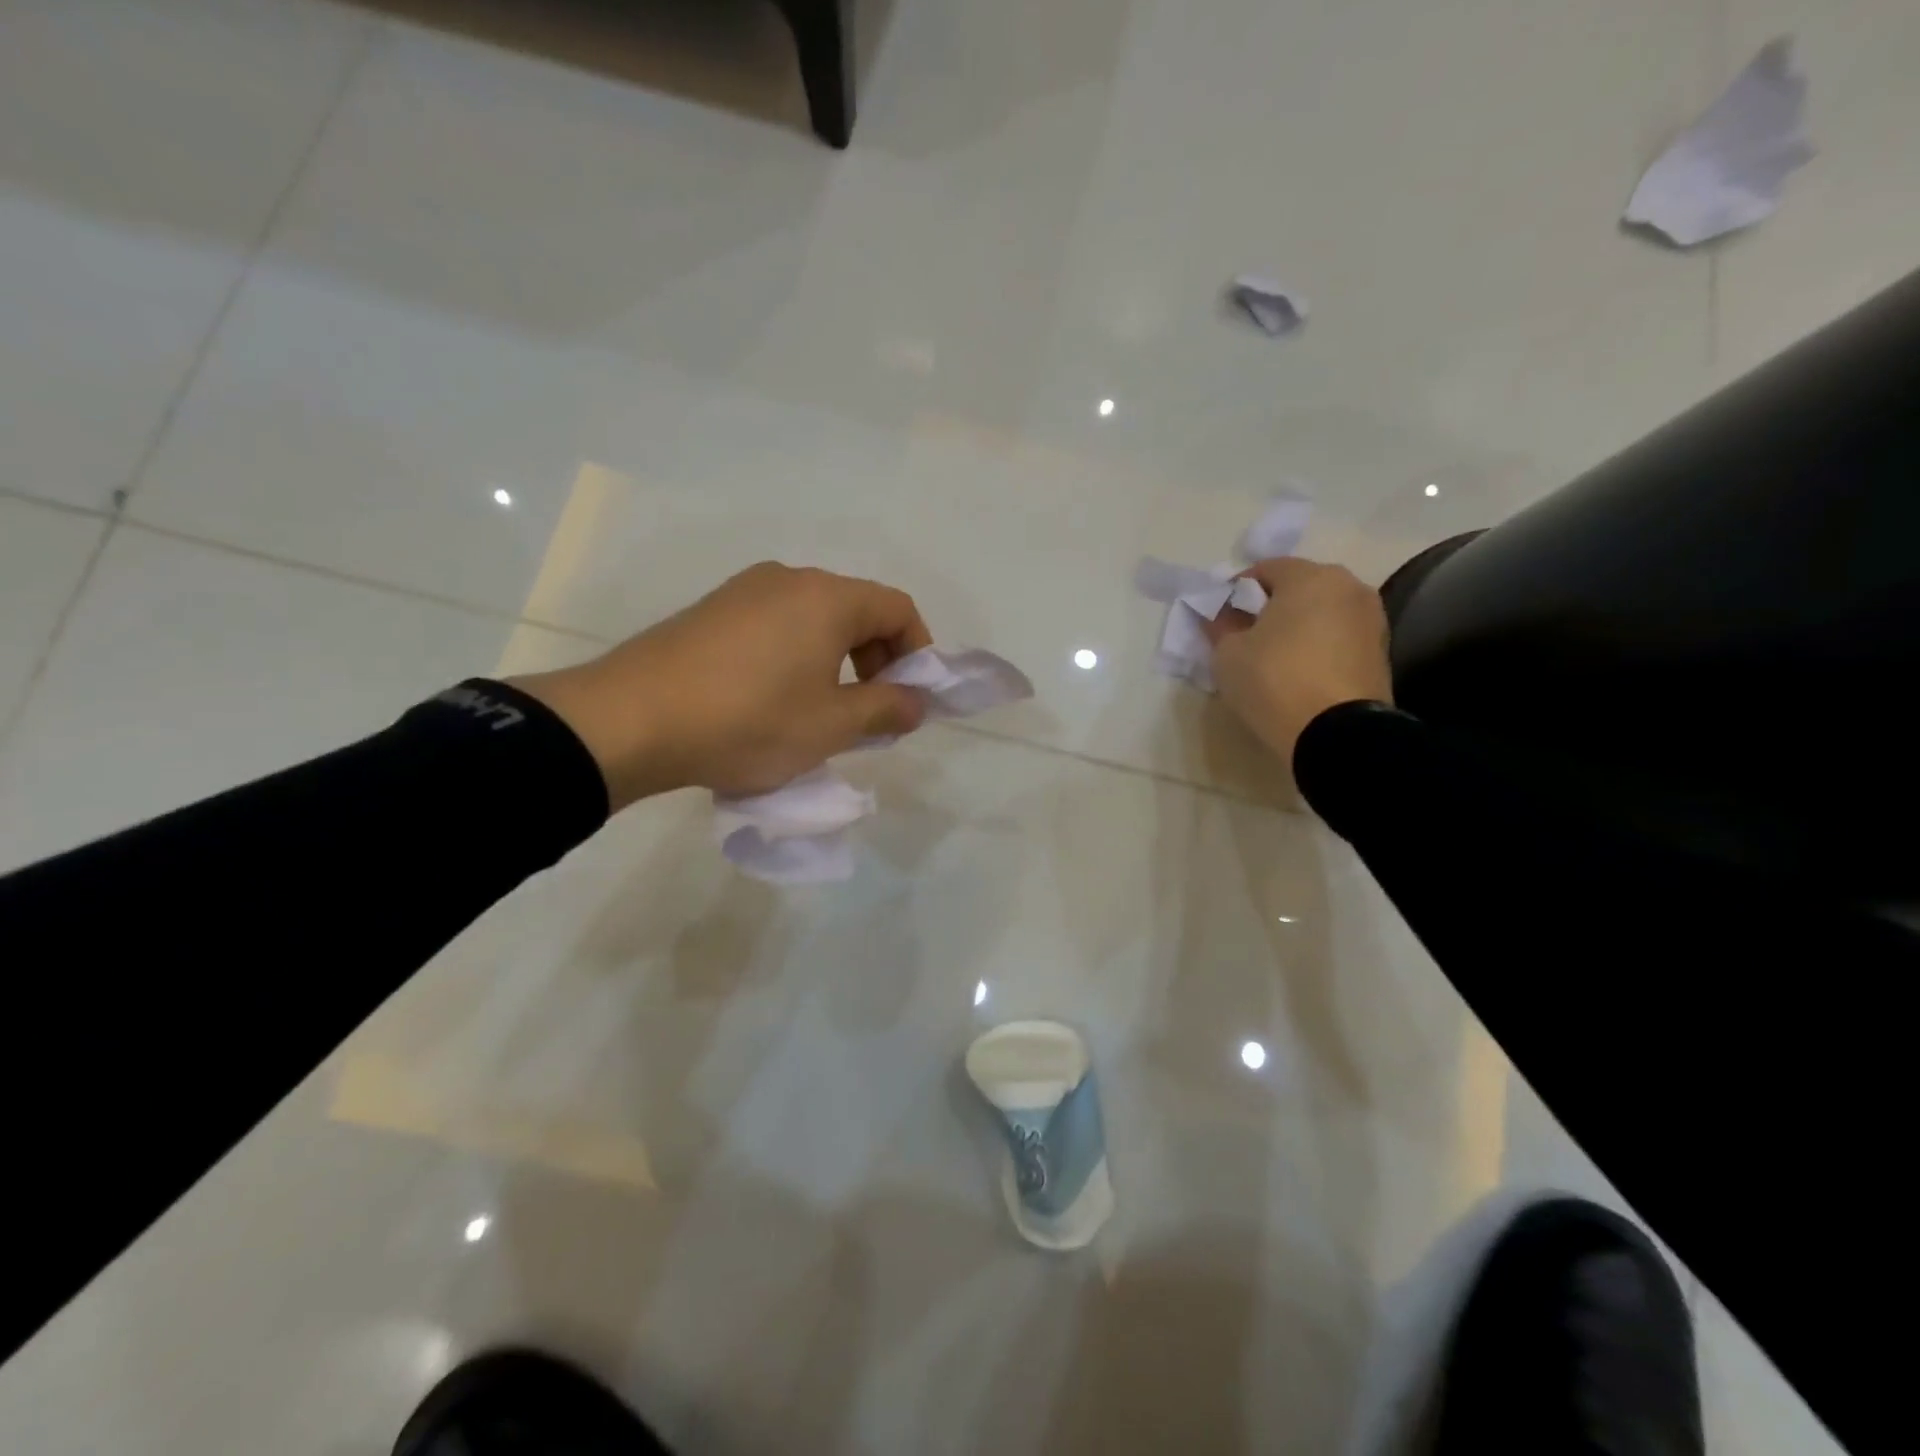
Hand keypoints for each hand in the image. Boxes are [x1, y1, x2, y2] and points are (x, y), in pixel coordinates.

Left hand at [511, 563, 932, 808]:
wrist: (630, 720)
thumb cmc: (749, 721)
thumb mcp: (831, 726)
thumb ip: (886, 709)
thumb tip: (916, 701)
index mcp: (827, 597)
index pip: (898, 608)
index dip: (918, 652)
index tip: (909, 699)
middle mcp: (789, 579)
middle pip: (857, 610)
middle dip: (877, 661)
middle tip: (868, 714)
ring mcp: (744, 591)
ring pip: (814, 620)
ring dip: (836, 662)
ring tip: (820, 713)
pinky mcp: (711, 611)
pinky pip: (775, 626)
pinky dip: (796, 657)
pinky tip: (772, 701)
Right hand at [1203, 557, 1393, 765]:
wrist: (1336, 733)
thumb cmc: (1275, 680)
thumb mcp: (1228, 654)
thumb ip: (1221, 625)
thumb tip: (1220, 614)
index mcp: (1310, 576)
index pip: (1264, 569)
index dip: (1236, 590)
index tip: (1221, 617)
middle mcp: (1348, 586)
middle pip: (1299, 587)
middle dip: (1271, 605)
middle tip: (1245, 635)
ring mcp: (1371, 618)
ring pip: (1322, 612)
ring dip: (1297, 625)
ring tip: (1273, 656)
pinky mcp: (1380, 651)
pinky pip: (1338, 637)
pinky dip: (1318, 645)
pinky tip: (1299, 671)